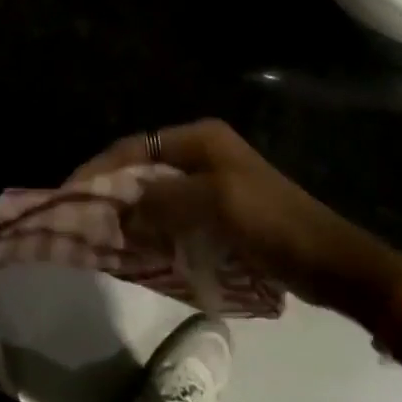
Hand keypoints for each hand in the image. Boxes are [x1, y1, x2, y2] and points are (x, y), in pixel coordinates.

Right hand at [68, 119, 401, 329]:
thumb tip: (121, 210)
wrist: (330, 261)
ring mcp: (211, 181)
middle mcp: (202, 152)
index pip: (135, 147)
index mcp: (201, 139)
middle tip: (82, 218)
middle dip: (112, 191)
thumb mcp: (214, 206)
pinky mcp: (219, 210)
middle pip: (142, 167)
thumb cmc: (272, 223)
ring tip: (103, 235)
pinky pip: (173, 214)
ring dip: (131, 212)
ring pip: (155, 193)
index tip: (71, 193)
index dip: (100, 169)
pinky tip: (138, 246)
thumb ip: (162, 202)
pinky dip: (153, 227)